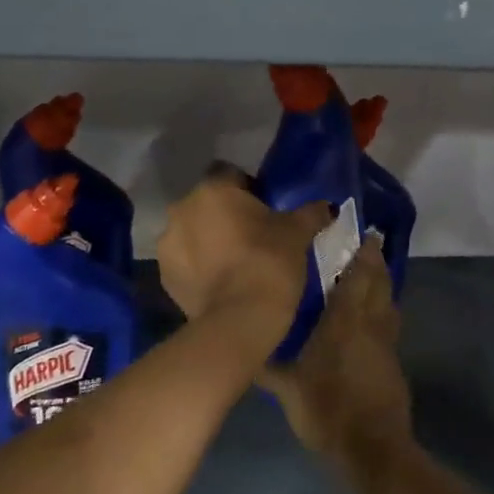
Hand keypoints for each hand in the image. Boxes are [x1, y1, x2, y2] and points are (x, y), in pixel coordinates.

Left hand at [156, 166, 329, 349]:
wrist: (239, 319)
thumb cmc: (270, 262)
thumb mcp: (297, 233)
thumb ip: (310, 213)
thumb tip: (328, 206)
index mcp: (213, 189)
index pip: (230, 174)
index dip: (248, 189)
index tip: (265, 209)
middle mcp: (182, 209)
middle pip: (207, 203)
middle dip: (225, 215)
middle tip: (252, 237)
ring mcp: (168, 243)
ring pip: (192, 232)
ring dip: (207, 240)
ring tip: (234, 263)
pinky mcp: (164, 276)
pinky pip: (184, 261)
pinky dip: (198, 267)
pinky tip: (220, 283)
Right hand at [260, 238, 410, 474]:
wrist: (372, 450)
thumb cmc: (327, 410)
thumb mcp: (288, 388)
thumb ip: (267, 364)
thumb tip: (246, 346)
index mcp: (346, 321)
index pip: (359, 276)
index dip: (363, 252)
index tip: (361, 232)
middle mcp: (371, 324)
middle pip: (380, 282)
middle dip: (375, 261)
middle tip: (365, 245)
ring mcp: (387, 344)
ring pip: (389, 302)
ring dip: (382, 285)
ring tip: (367, 275)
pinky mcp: (393, 363)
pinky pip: (389, 325)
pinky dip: (383, 311)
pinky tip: (368, 319)